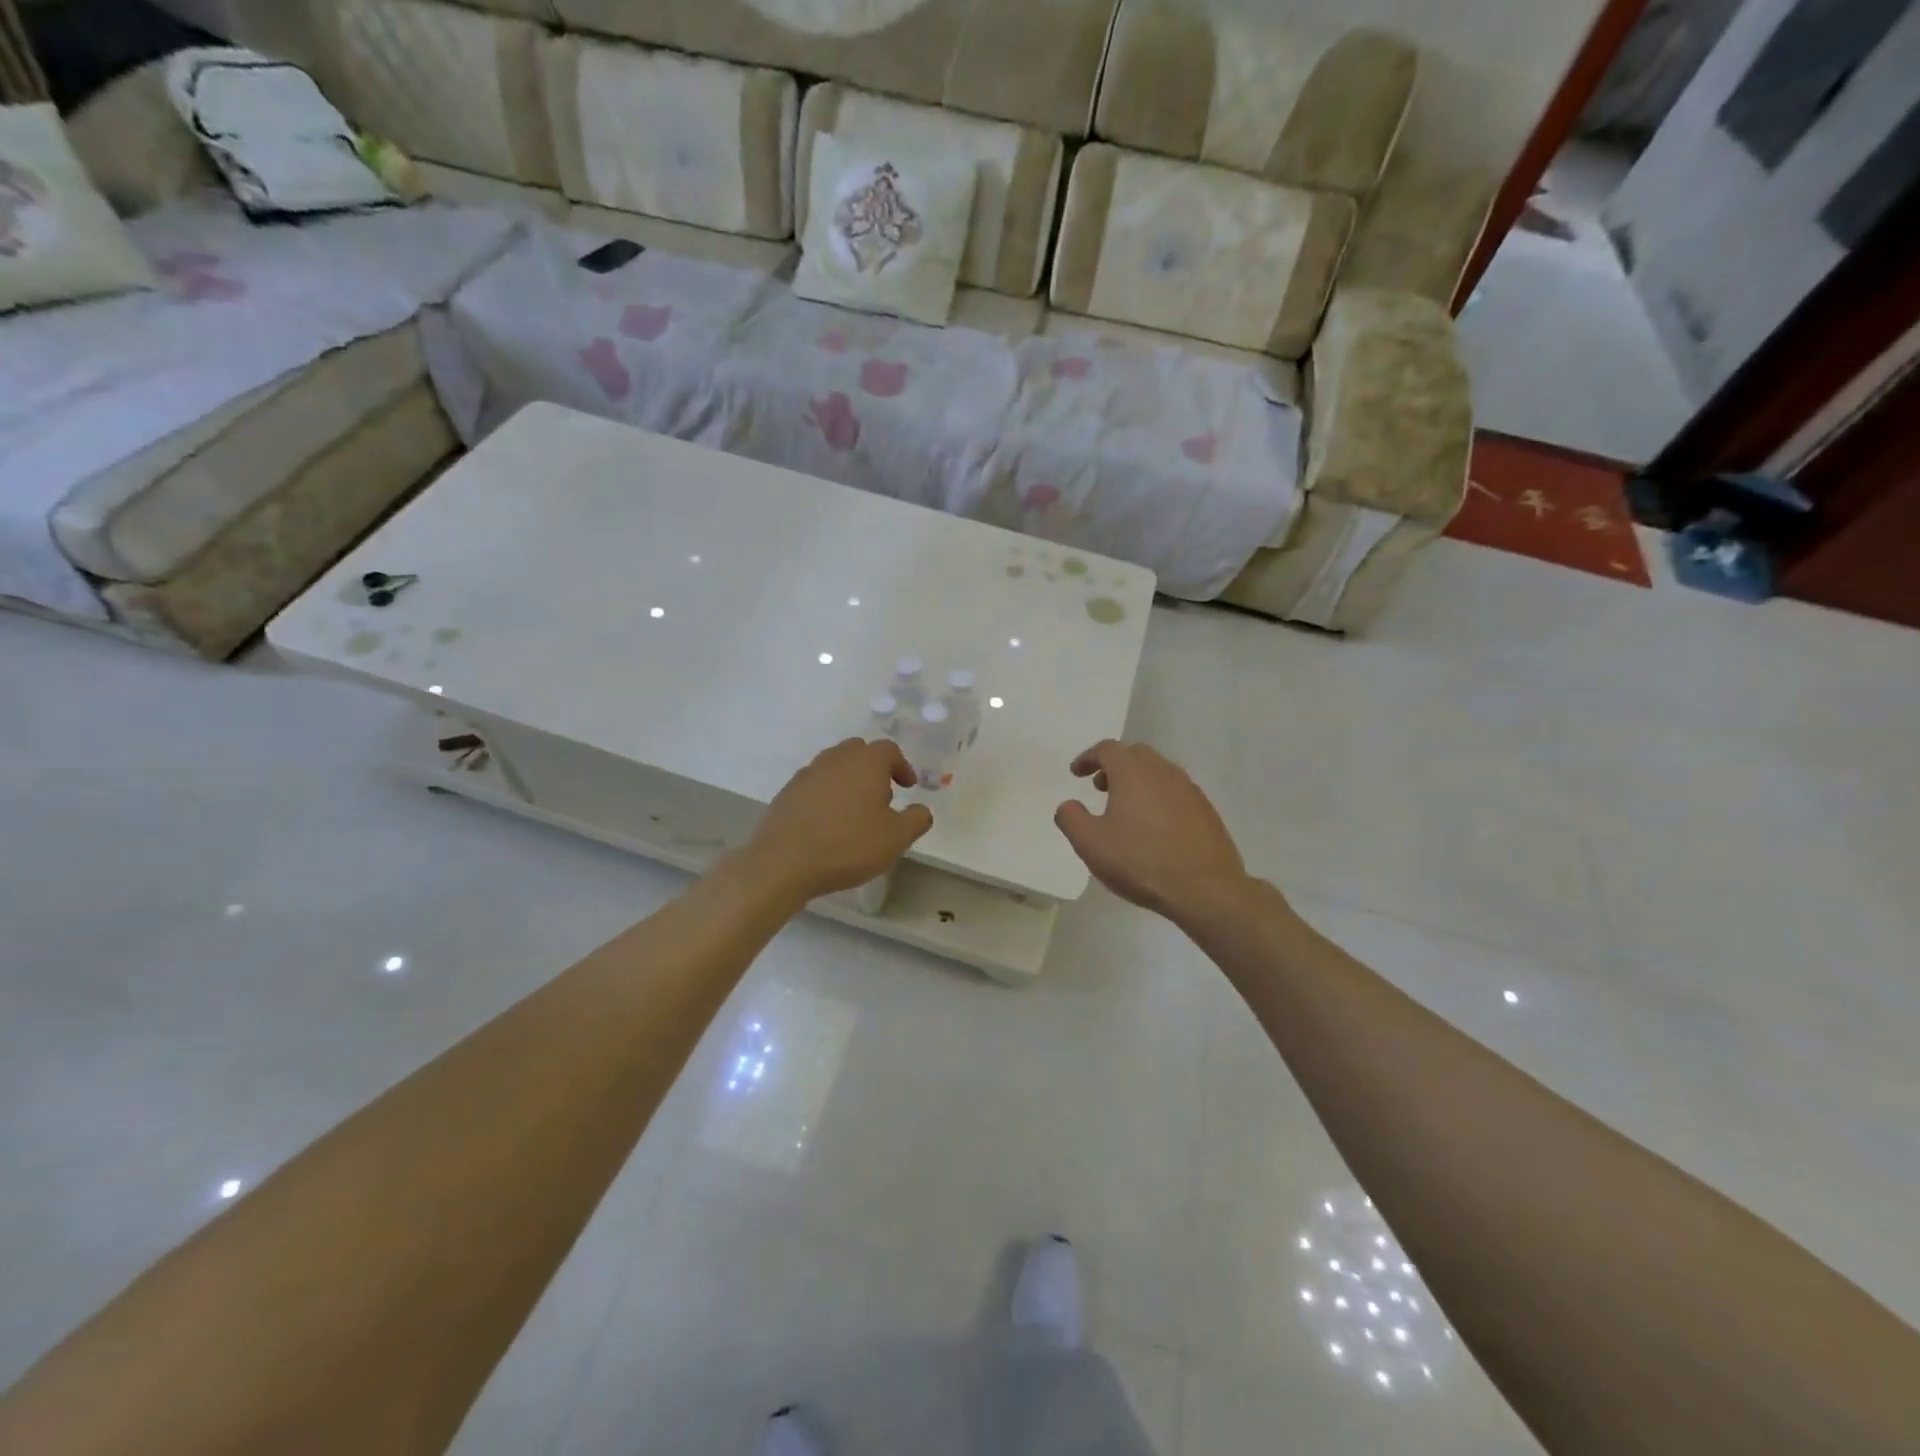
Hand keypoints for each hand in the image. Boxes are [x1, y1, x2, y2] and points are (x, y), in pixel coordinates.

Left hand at [743, 739, 932, 902]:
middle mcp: (836, 759)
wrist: (783, 862)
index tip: (907, 787)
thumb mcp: (896, 838)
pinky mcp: (787, 792)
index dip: (902, 766)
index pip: (889, 750)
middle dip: (874, 768)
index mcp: (865, 762)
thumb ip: (916, 820)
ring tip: (855, 811)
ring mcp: (807, 773)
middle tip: (882, 797)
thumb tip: (921, 810)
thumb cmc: (848, 845)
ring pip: (835, 765)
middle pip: (859, 751)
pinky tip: (828, 822)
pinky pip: (815, 784)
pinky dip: (827, 794)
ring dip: (849, 780)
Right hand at [1054, 741, 1250, 917]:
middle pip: (1135, 755)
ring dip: (1137, 781)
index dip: (1088, 757)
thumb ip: (1071, 818)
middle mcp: (1163, 771)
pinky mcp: (1206, 810)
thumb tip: (1068, 805)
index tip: (1077, 773)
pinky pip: (1175, 792)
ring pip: (1158, 772)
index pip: (1107, 749)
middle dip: (1114, 766)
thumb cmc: (1140, 861)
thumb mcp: (1090, 844)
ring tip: (1125, 809)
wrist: (1205, 889)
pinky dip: (1158, 798)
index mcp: (1133, 772)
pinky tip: (1154, 827)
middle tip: (1100, 787)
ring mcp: (1189, 789)